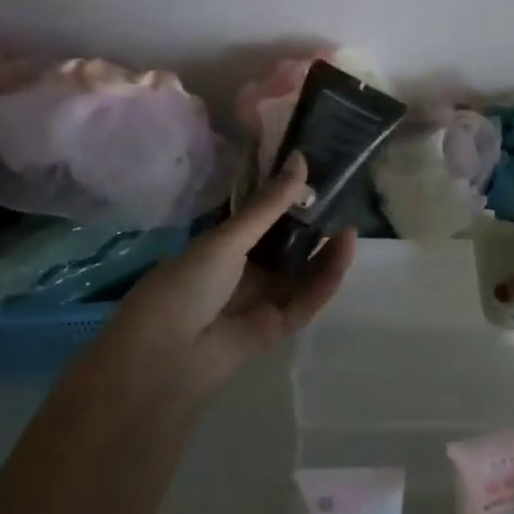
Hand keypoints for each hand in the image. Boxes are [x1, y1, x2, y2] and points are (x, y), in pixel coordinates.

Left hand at [87, 154, 354, 405]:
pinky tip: (342, 251)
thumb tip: (300, 158)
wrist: (165, 356)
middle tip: (340, 205)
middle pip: (286, 247)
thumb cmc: (187, 284)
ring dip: (325, 254)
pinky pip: (305, 301)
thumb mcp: (229, 238)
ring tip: (349, 228)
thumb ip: (269, 203)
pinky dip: (326, 279)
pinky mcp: (274, 329)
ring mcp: (259, 301)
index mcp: (222, 247)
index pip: (262, 220)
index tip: (315, 178)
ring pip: (301, 275)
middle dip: (312, 228)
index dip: (288, 201)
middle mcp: (242, 272)